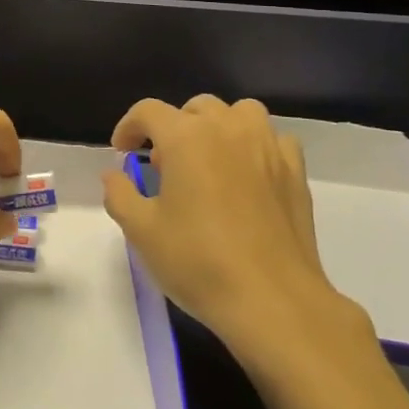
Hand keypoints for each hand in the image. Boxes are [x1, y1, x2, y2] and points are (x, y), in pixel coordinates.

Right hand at [101, 96, 370, 358]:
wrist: (272, 300)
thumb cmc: (199, 262)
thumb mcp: (142, 232)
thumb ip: (119, 194)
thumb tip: (114, 175)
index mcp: (186, 137)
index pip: (149, 111)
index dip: (129, 126)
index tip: (123, 152)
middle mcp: (227, 129)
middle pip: (195, 108)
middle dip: (174, 128)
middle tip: (166, 167)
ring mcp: (266, 146)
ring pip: (240, 112)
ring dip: (219, 127)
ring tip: (210, 160)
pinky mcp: (294, 171)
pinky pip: (273, 139)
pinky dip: (257, 146)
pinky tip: (249, 175)